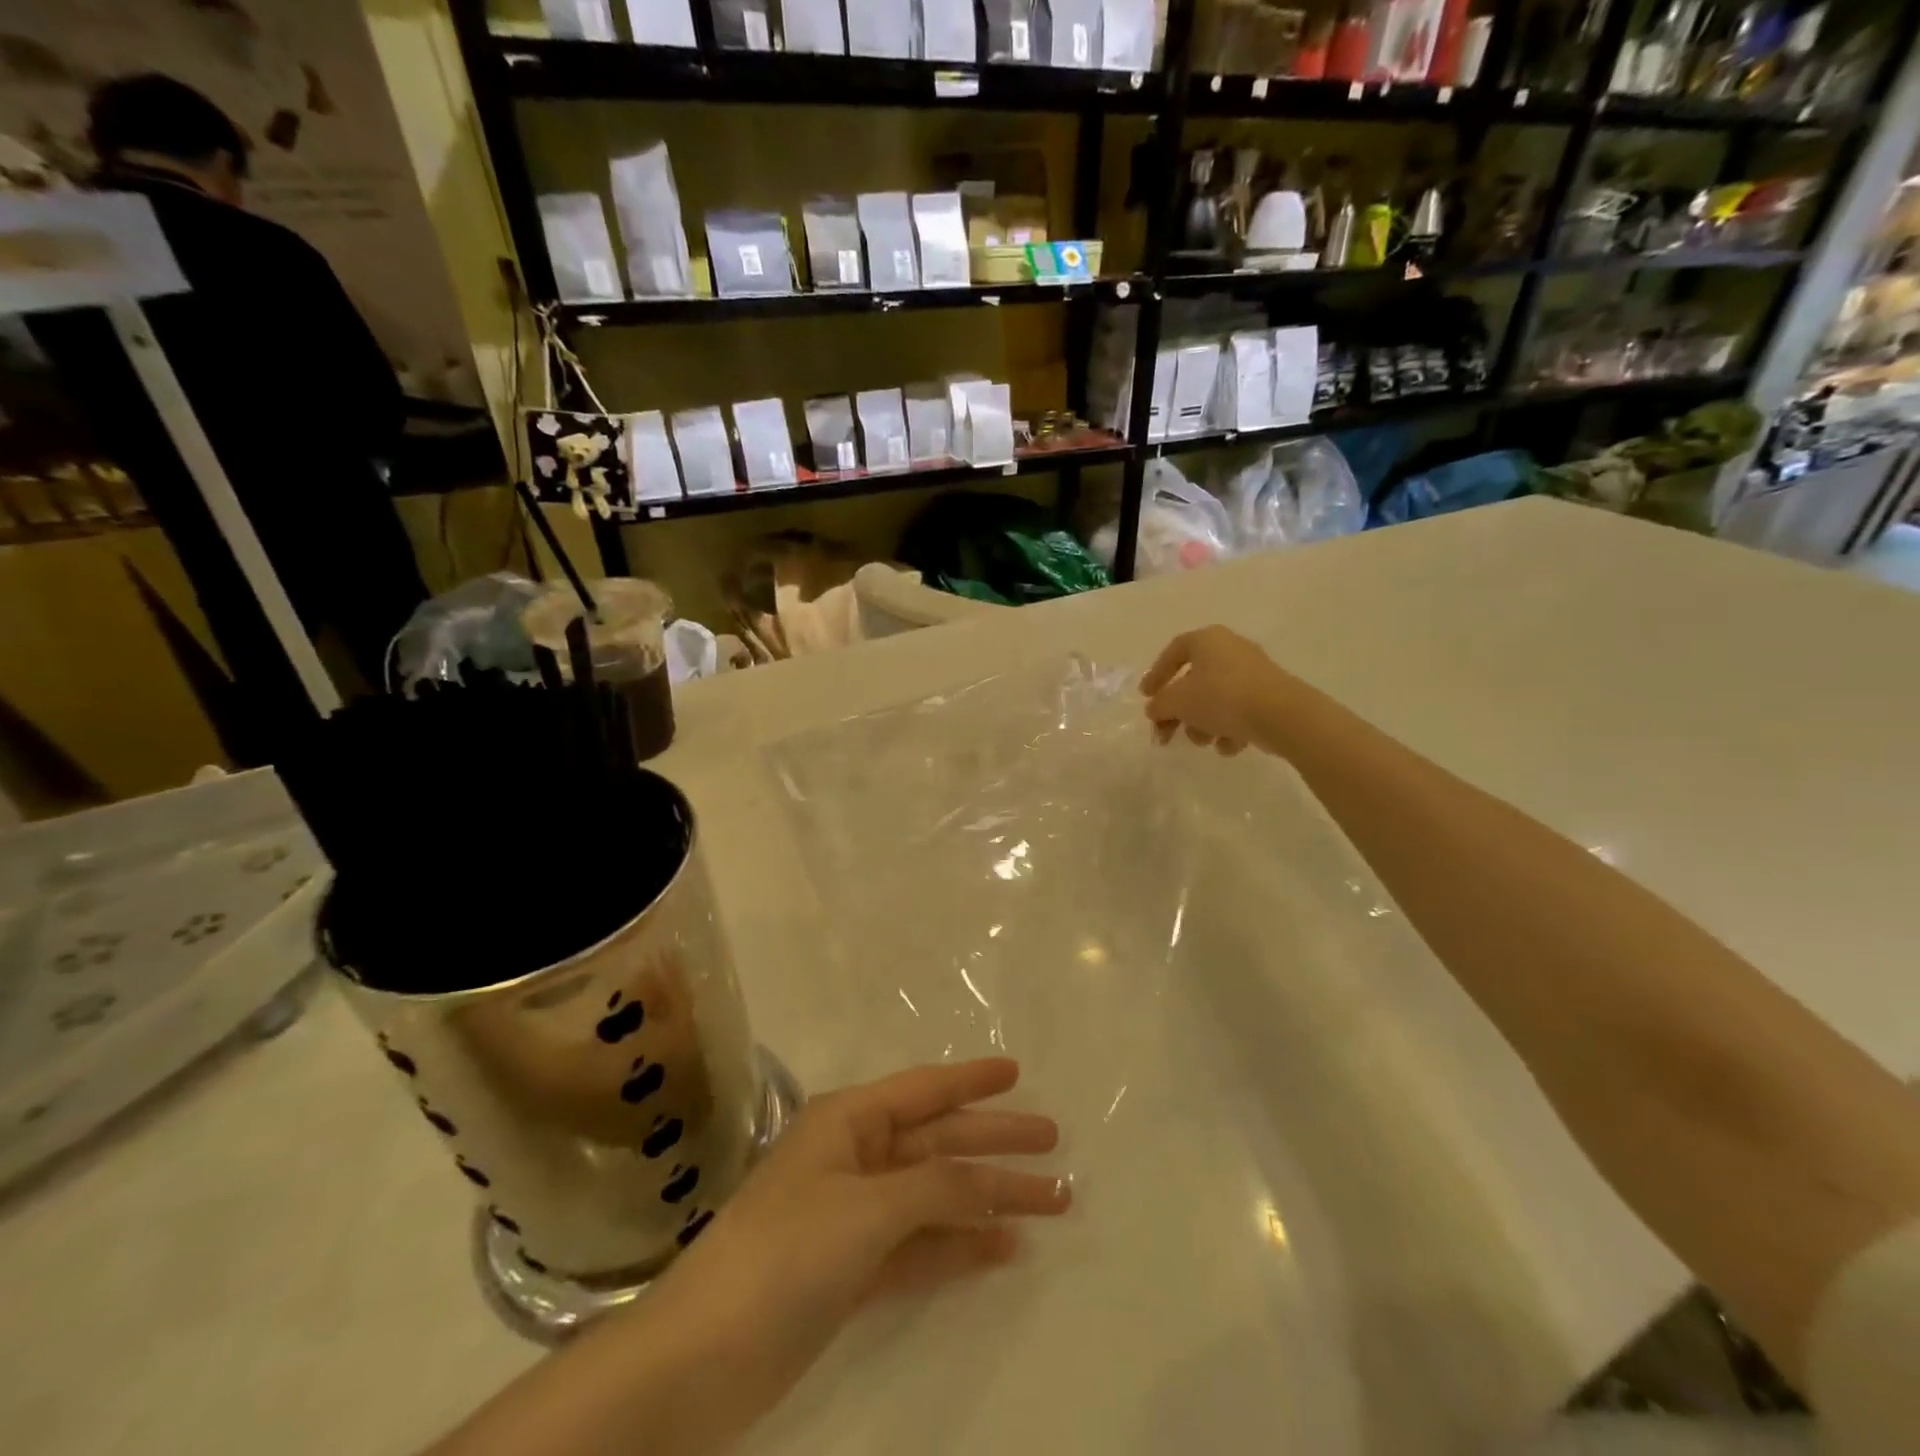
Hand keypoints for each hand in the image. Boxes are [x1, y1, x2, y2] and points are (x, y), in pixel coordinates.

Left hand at [648, 1059, 1067, 1443]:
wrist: (701, 1358)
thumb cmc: (786, 1252)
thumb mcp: (868, 1207)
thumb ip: (937, 1186)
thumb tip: (991, 1182)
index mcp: (849, 1121)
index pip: (924, 1089)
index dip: (972, 1079)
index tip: (1017, 1072)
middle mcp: (855, 1158)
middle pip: (940, 1142)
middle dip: (996, 1144)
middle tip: (1054, 1145)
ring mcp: (854, 1217)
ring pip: (936, 1196)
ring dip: (989, 1199)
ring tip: (1051, 1202)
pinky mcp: (853, 1271)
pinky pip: (921, 1246)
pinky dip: (960, 1245)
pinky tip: (1003, 1249)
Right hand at [1140, 626, 1288, 755]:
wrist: (1280, 714)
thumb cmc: (1221, 697)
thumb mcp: (1176, 702)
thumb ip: (1159, 705)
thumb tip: (1155, 710)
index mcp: (1207, 640)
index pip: (1173, 652)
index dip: (1156, 675)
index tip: (1146, 698)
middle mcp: (1231, 649)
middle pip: (1194, 682)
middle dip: (1179, 712)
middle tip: (1167, 735)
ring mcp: (1253, 672)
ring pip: (1215, 699)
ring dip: (1203, 724)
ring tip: (1204, 742)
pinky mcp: (1269, 695)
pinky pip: (1239, 711)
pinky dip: (1229, 729)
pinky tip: (1230, 745)